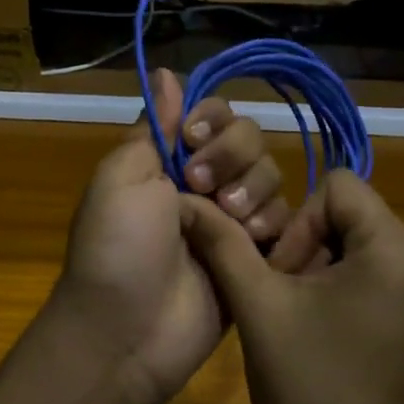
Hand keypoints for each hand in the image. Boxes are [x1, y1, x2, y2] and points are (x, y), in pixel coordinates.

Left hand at [53, 70, 289, 403]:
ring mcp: (232, 220)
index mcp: (170, 159)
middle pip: (250, 139)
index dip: (213, 119)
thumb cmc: (117, 247)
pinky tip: (253, 245)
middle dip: (233, 156)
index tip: (195, 138)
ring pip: (271, 177)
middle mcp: (205, 182)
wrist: (126, 332)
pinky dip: (272, 227)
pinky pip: (286, 222)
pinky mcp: (256, 257)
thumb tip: (165, 71)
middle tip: (202, 188)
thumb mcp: (121, 177)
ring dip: (252, 192)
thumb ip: (153, 126)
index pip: (213, 114)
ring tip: (229, 223)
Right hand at [181, 171, 403, 403]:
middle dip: (311, 247)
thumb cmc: (307, 390)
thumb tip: (188, 203)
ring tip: (302, 320)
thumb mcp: (257, 306)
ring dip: (327, 270)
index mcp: (397, 252)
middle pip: (355, 217)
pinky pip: (385, 281)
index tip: (283, 274)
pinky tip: (327, 339)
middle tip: (286, 299)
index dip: (299, 221)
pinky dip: (351, 293)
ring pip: (367, 249)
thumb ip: (224, 243)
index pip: (340, 187)